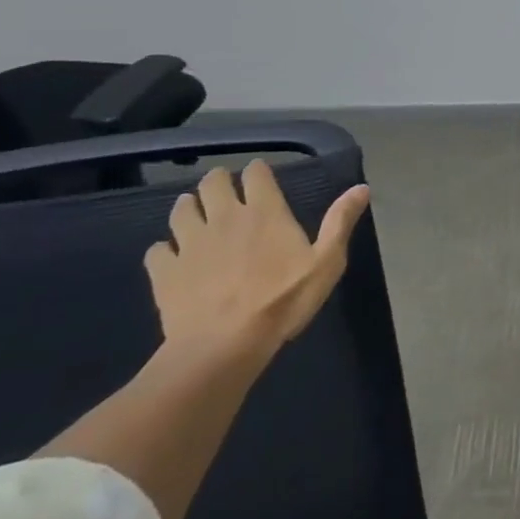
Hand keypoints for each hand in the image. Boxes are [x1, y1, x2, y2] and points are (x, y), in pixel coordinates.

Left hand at [145, 160, 369, 356]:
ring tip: (195, 215)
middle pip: (212, 182)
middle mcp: (224, 217)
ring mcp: (189, 242)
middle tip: (225, 191)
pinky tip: (173, 258)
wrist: (223, 346)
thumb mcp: (327, 262)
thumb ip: (340, 222)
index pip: (256, 173)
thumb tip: (361, 187)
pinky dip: (165, 250)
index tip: (261, 178)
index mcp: (264, 211)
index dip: (258, 172)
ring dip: (188, 207)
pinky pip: (158, 250)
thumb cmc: (282, 301)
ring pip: (181, 210)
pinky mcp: (165, 270)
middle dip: (218, 181)